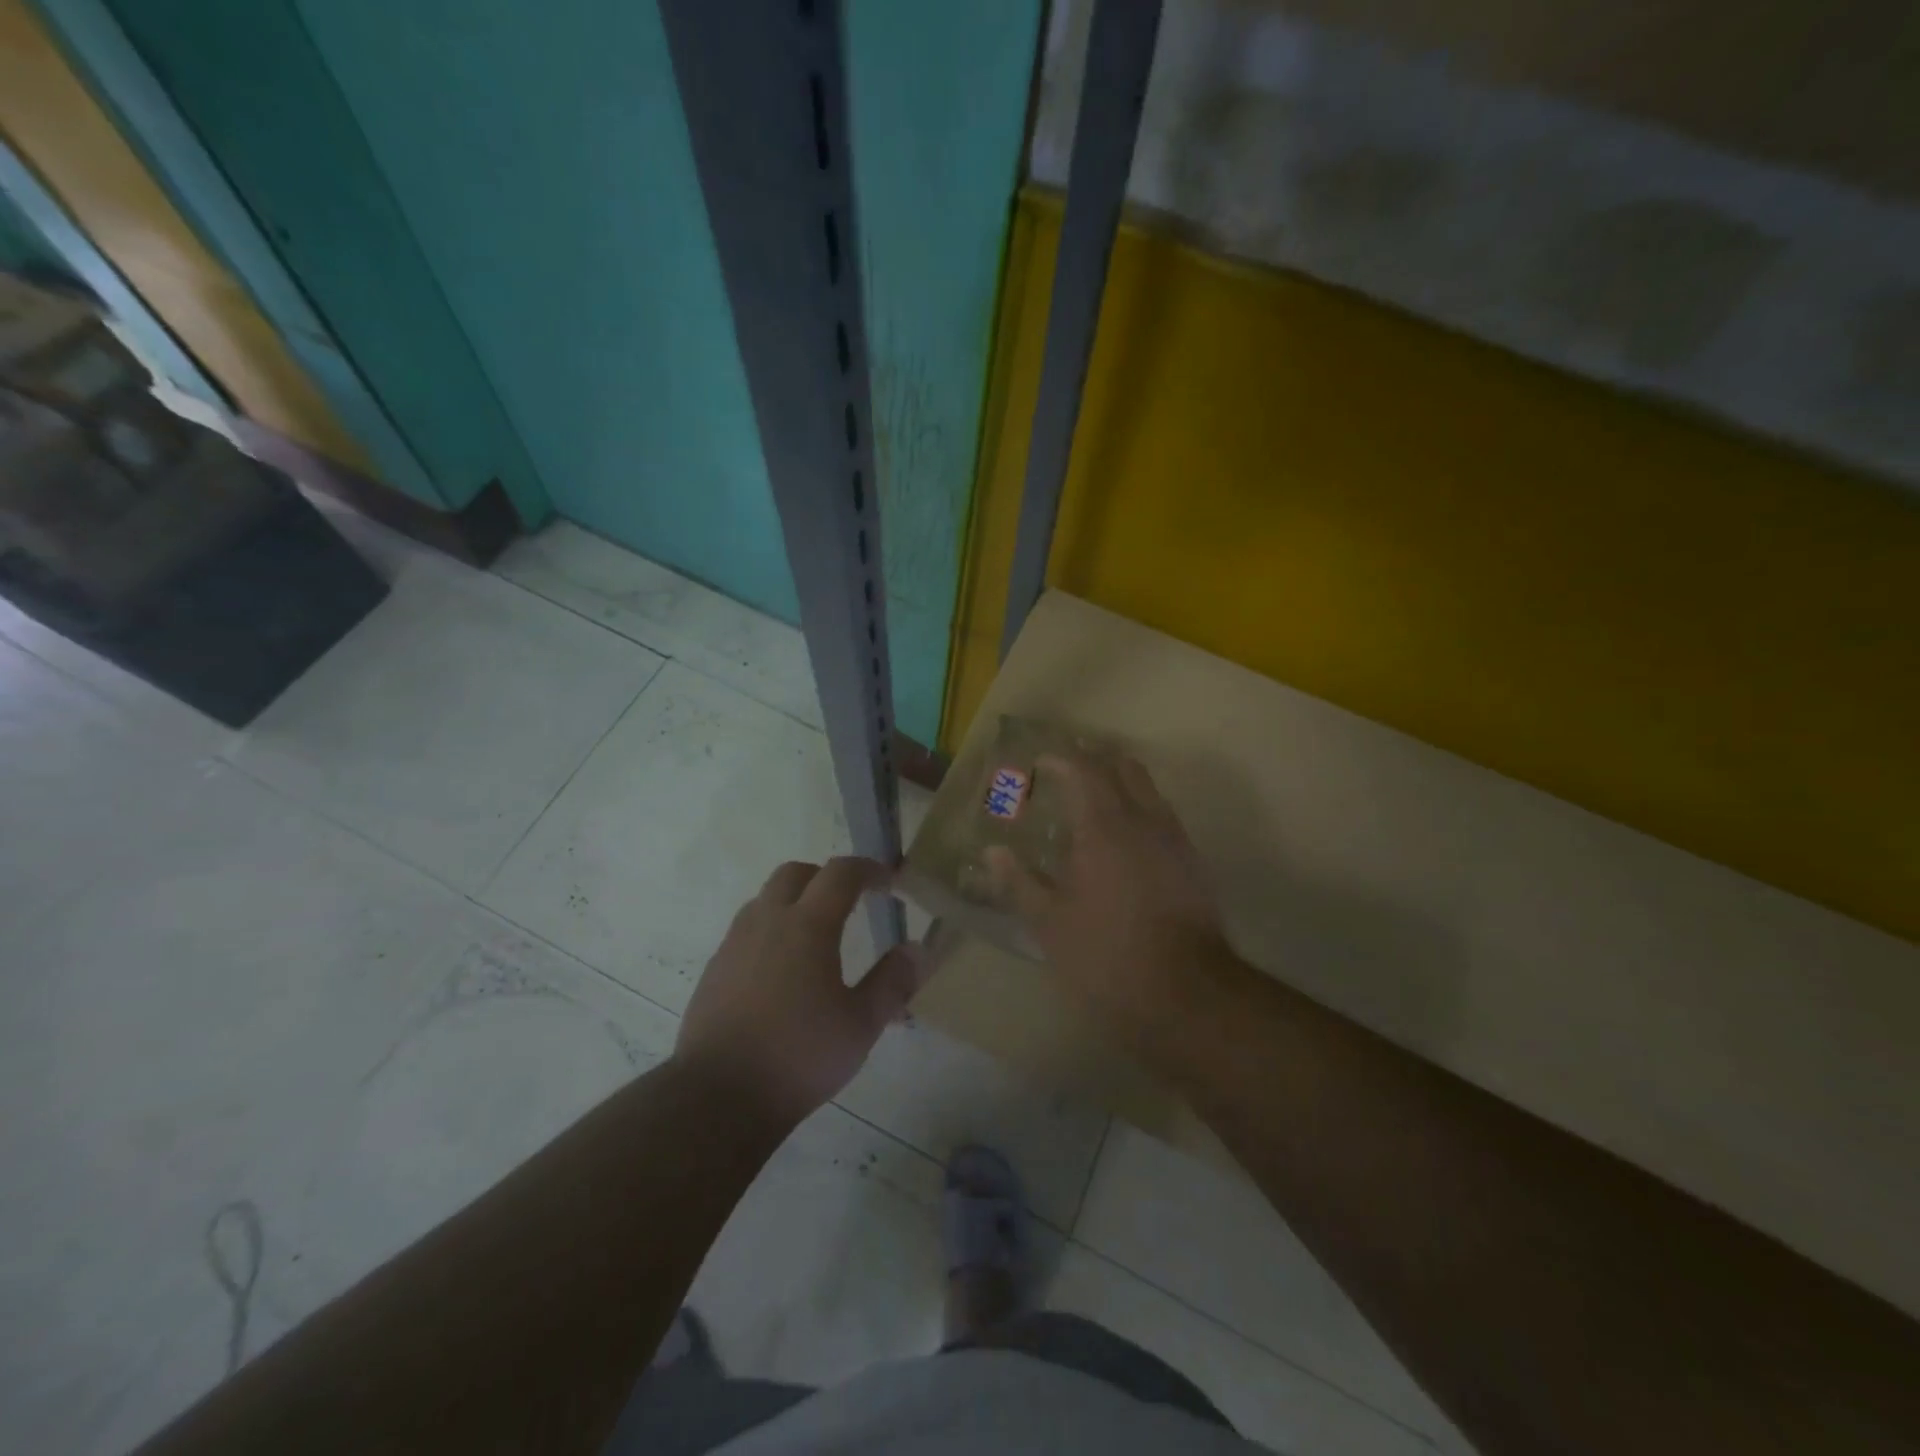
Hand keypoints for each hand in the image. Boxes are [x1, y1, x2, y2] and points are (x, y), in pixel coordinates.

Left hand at [674, 857, 925, 1126]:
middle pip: (796, 873)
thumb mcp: (861, 1025)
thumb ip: (892, 982)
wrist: (717, 1096)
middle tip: (851, 901)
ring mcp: (735, 943)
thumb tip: (918, 950)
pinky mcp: (715, 969)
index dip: (868, 869)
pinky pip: (748, 929)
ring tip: (818, 936)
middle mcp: (767, 921)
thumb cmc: (799, 1056)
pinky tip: (783, 970)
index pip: (840, 873)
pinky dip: (772, 930)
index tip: (889, 880)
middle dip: (827, 877)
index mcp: (807, 925)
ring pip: (767, 898)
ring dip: (796, 901)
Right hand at [988, 754, 1231, 1053]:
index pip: (1084, 771)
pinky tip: (1124, 838)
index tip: (1041, 763)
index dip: (1061, 759)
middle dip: (1094, 759)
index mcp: (1104, 827)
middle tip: (1067, 771)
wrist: (1188, 993)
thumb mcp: (1050, 924)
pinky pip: (1163, 815)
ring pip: (1148, 789)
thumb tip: (994, 852)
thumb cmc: (1107, 956)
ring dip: (1120, 781)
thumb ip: (1020, 883)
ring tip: (1093, 799)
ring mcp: (1174, 839)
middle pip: (1124, 767)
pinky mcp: (1193, 862)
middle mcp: (1144, 821)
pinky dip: (1140, 808)